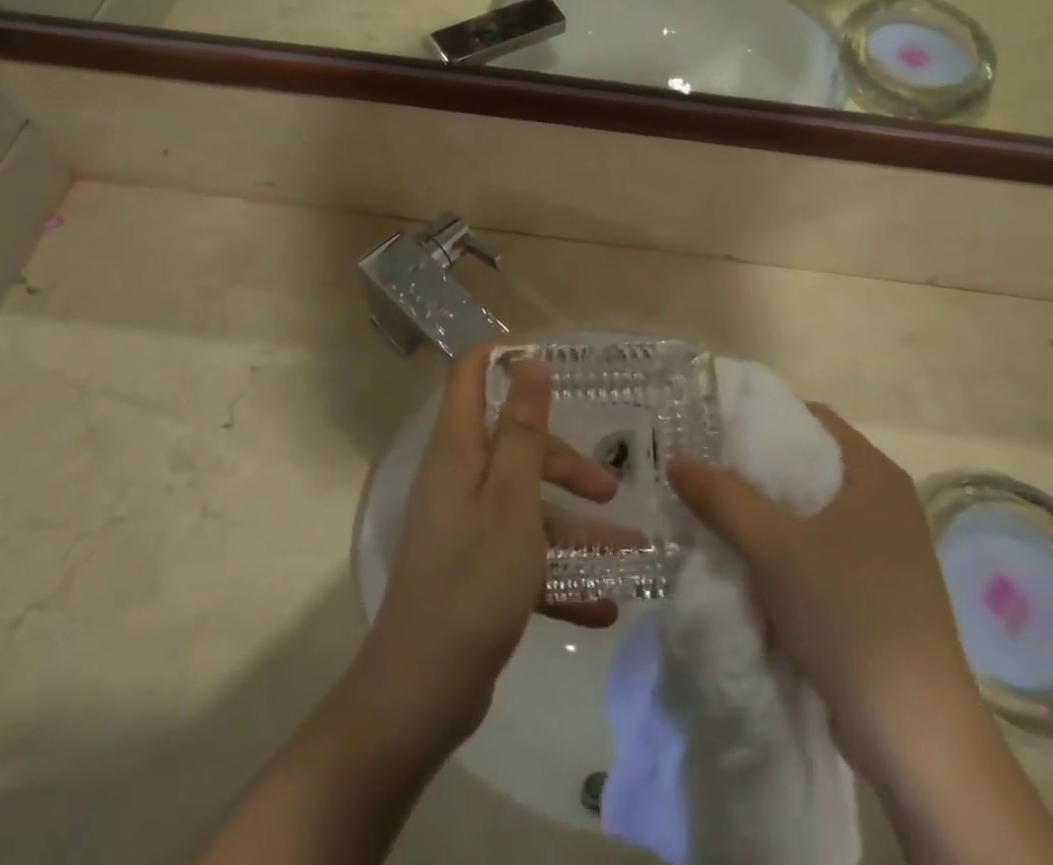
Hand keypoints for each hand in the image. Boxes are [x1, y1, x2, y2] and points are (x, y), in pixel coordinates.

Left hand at [355, 344, 620, 755]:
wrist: (421, 695)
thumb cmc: (472, 581)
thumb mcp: (510, 500)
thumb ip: (523, 431)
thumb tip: (528, 362)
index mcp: (458, 452)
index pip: (470, 376)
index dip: (505, 356)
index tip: (555, 359)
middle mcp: (459, 481)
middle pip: (515, 446)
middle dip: (564, 462)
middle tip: (610, 488)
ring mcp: (466, 529)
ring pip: (528, 507)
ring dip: (577, 528)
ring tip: (632, 553)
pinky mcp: (476, 572)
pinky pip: (525, 558)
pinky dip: (561, 575)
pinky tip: (603, 604)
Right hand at [668, 407, 979, 774]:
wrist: (914, 734)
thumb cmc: (848, 614)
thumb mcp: (773, 547)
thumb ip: (722, 498)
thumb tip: (677, 461)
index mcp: (876, 475)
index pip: (812, 418)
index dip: (762, 417)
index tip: (715, 428)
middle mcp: (887, 504)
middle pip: (809, 465)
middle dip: (756, 470)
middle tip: (705, 472)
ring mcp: (887, 551)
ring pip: (813, 513)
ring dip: (767, 514)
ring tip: (716, 514)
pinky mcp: (879, 592)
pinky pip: (822, 551)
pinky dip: (786, 550)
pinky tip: (749, 562)